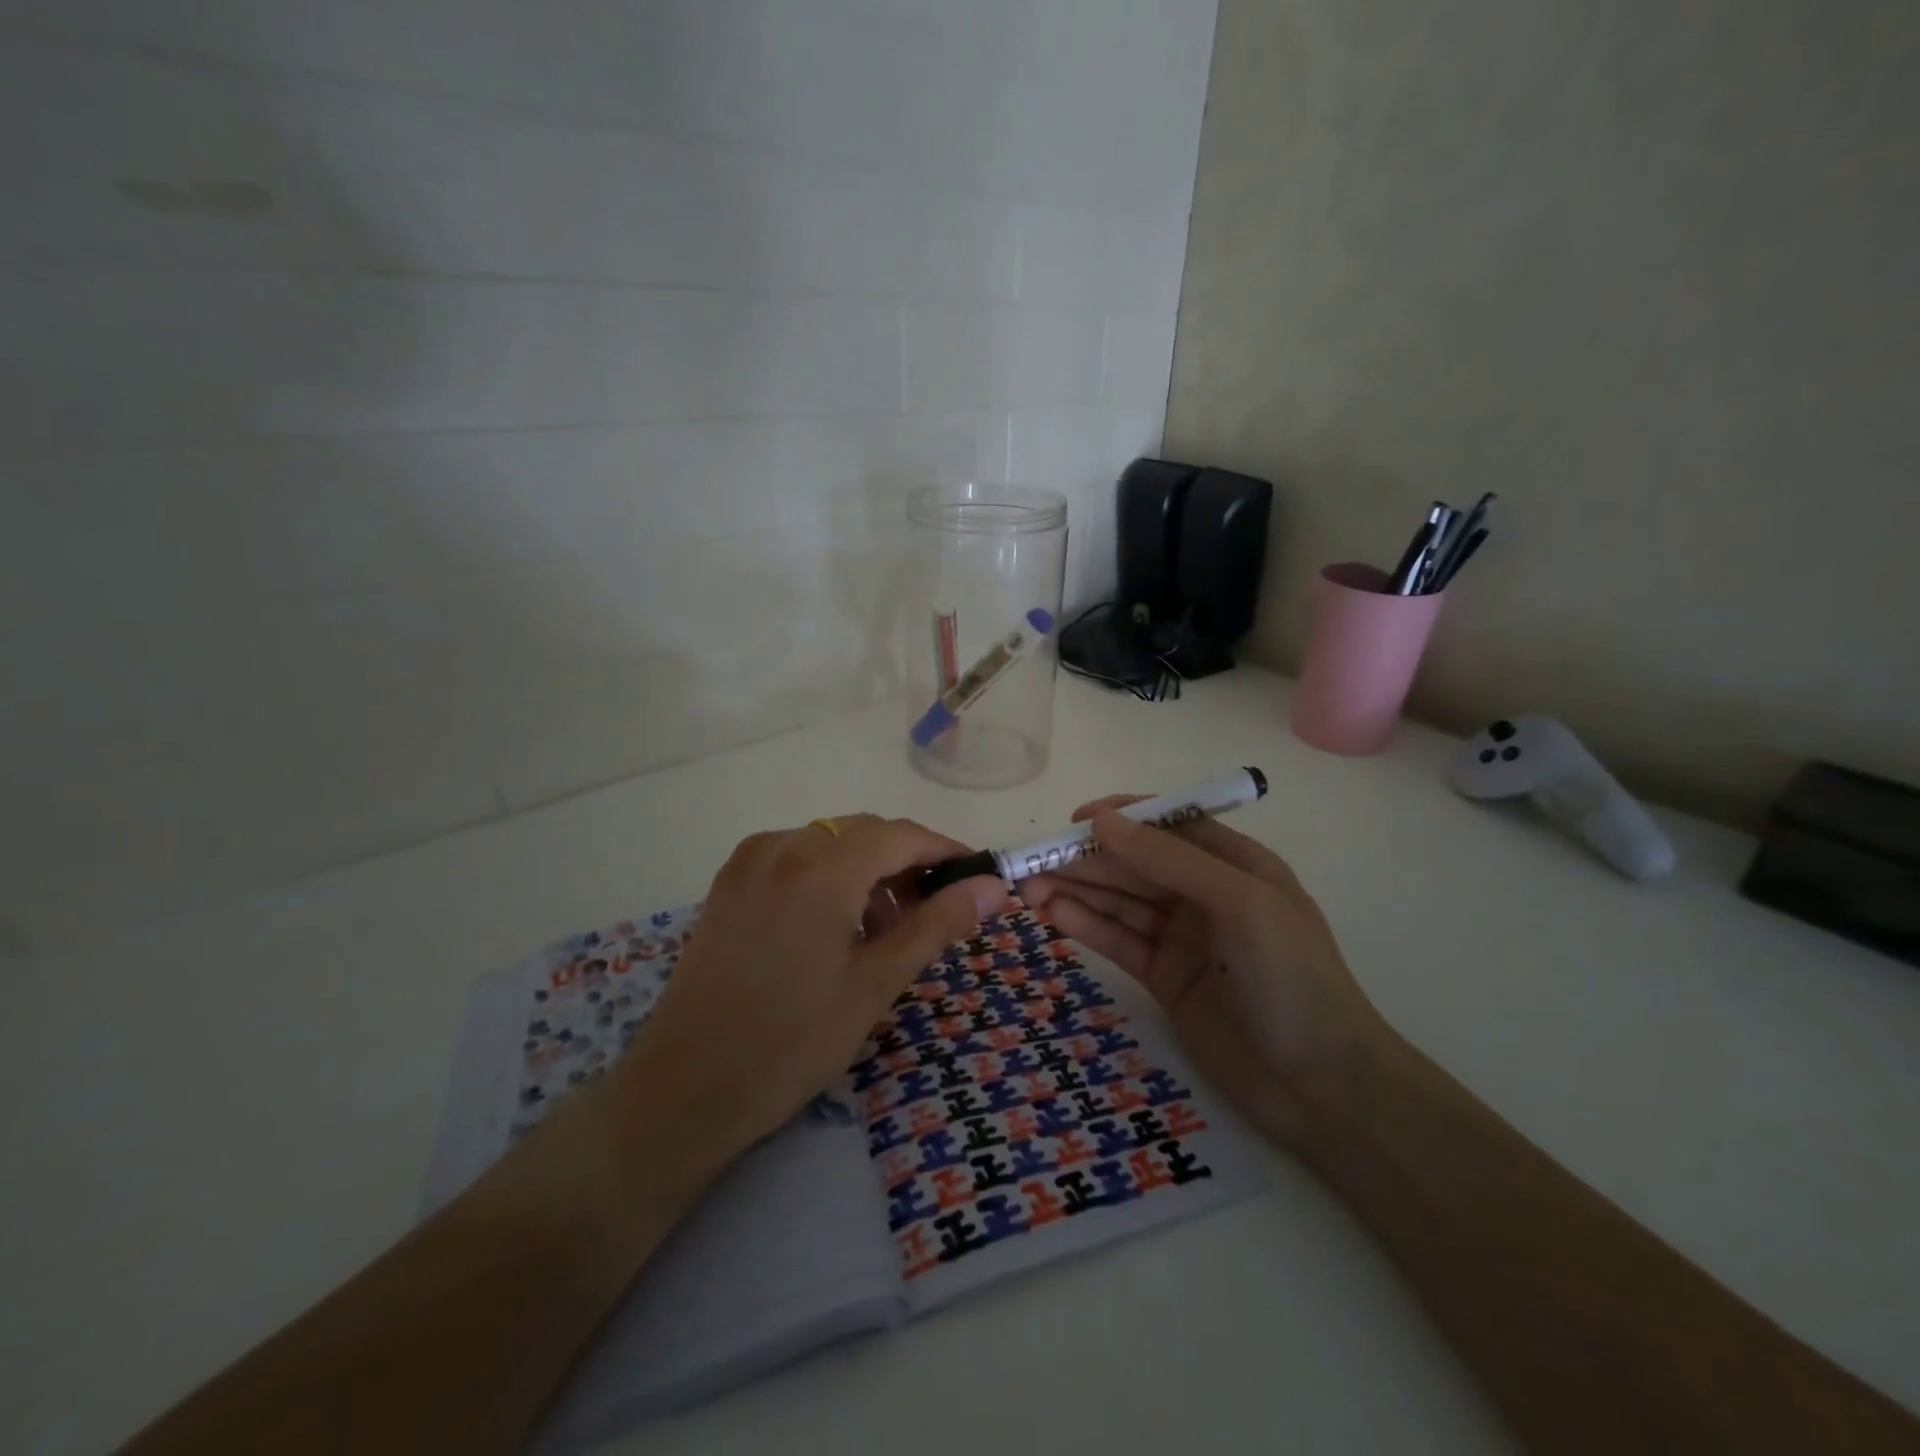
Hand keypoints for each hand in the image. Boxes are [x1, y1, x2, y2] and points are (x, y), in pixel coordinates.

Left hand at [617, 814, 1004, 1161]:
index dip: (945, 851)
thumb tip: (993, 886)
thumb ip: (937, 924)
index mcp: (820, 867)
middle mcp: (782, 846)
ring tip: (882, 930)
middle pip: (865, 833)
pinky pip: (796, 856)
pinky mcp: (729, 881)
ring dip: (868, 870)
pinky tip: (834, 924)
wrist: (685, 1089)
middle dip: (906, 864)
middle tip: (933, 915)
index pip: (901, 835)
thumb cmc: (792, 1042)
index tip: (978, 877)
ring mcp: (749, 860)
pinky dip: (829, 875)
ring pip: (831, 842)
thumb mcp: (876, 983)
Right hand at [1019, 798, 1387, 1144]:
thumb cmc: (1290, 978)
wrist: (1321, 1086)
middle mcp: (1204, 893)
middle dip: (1086, 860)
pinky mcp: (1164, 977)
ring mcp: (1182, 936)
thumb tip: (1103, 821)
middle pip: (1135, 864)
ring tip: (1027, 890)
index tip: (1073, 822)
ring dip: (1076, 890)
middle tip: (1030, 863)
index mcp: (1233, 864)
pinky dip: (1086, 926)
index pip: (1168, 825)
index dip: (1121, 818)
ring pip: (1120, 901)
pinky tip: (1052, 916)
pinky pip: (1118, 940)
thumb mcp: (1239, 903)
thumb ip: (1170, 859)